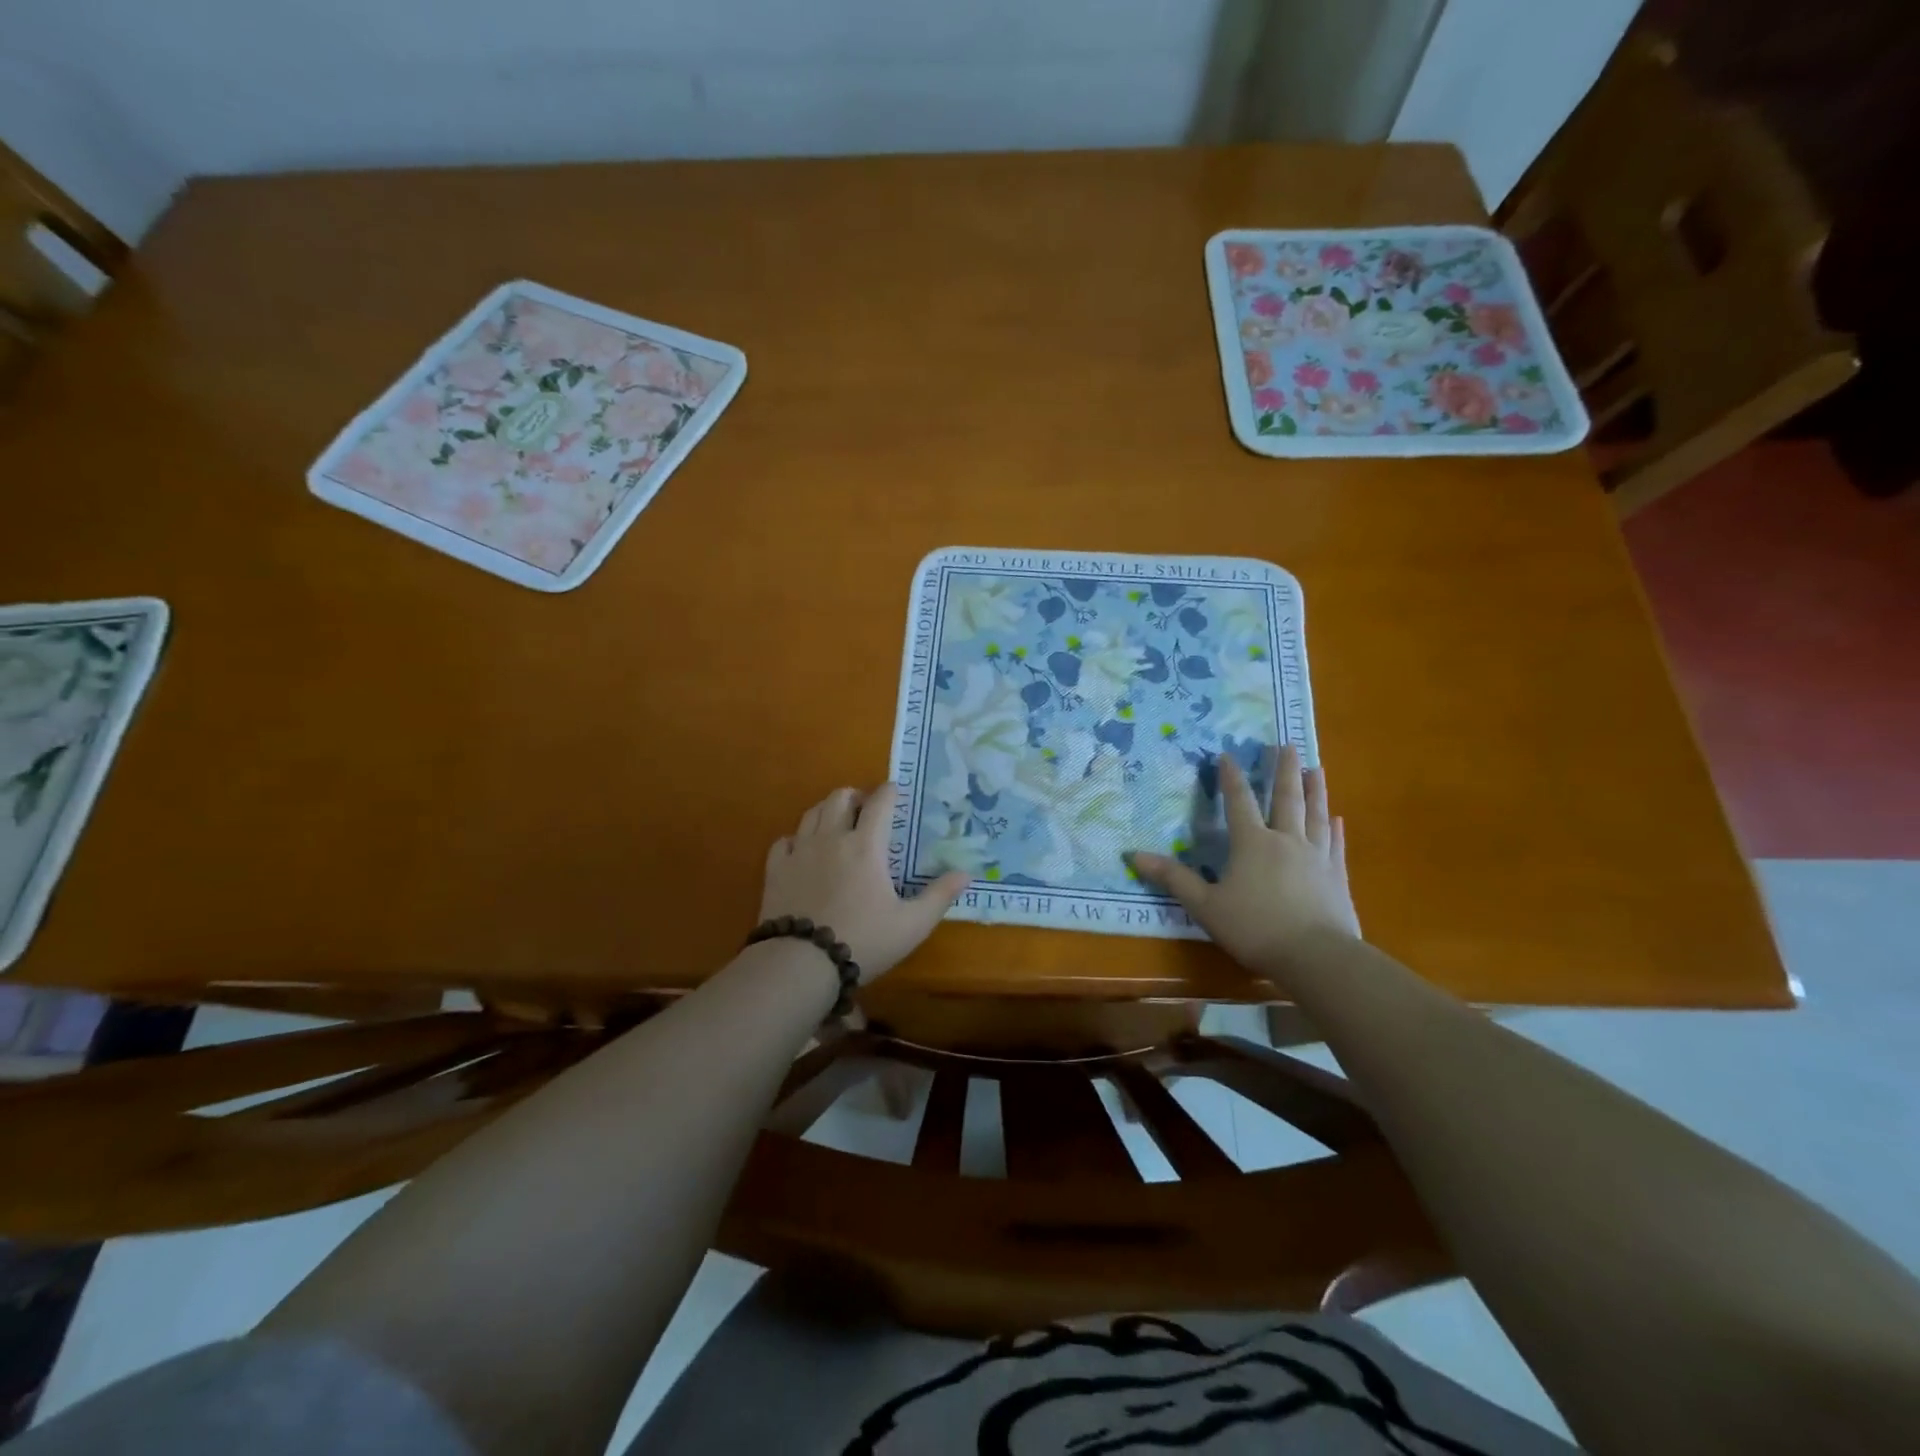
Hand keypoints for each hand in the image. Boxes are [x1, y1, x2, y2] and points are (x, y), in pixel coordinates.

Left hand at [761, 783, 970, 982]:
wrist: (801, 964)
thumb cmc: (863, 941)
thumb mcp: (912, 925)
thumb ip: (939, 896)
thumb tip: (966, 873)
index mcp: (866, 846)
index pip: (880, 803)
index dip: (889, 791)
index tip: (896, 791)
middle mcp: (832, 838)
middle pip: (840, 798)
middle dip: (856, 796)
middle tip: (866, 808)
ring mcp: (800, 851)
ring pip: (812, 813)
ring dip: (828, 811)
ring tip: (837, 823)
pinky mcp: (776, 869)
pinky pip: (786, 839)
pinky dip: (798, 838)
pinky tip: (803, 850)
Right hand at [1129, 745, 1359, 975]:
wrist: (1317, 957)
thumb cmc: (1255, 928)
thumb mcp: (1205, 905)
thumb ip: (1174, 878)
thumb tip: (1134, 856)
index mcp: (1252, 843)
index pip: (1239, 802)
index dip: (1231, 777)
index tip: (1228, 754)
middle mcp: (1286, 840)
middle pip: (1286, 798)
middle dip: (1283, 770)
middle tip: (1286, 744)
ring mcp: (1316, 857)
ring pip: (1315, 814)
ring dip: (1315, 790)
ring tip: (1316, 767)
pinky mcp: (1337, 876)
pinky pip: (1336, 844)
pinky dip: (1336, 829)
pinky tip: (1338, 819)